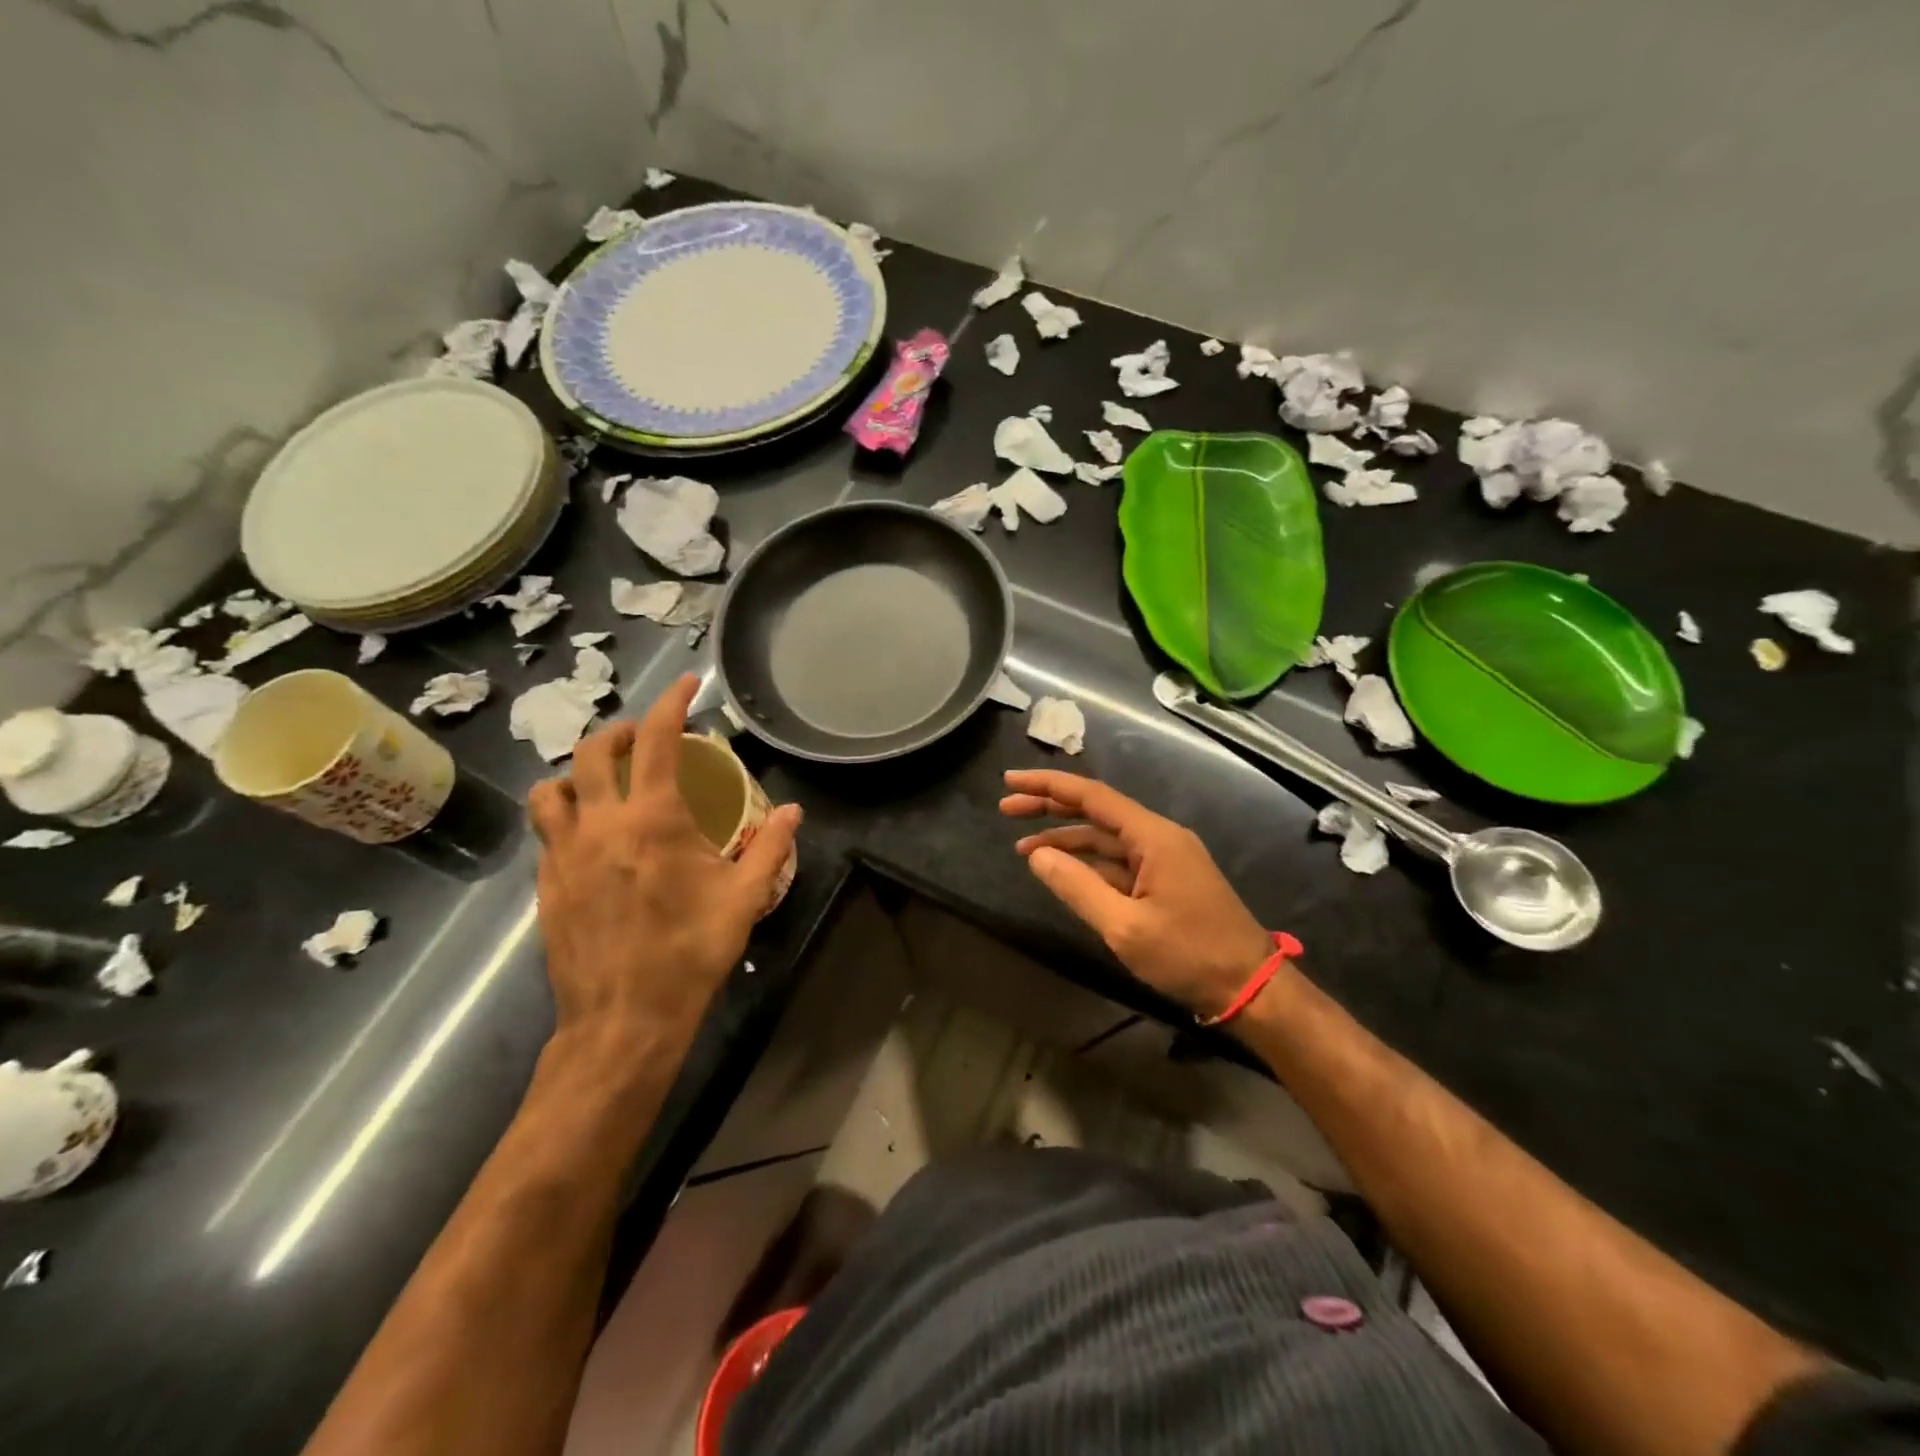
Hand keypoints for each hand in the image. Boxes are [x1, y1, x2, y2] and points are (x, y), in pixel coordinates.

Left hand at [529, 676, 800, 1060]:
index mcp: (652, 820)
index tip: (687, 685)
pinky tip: (592, 841)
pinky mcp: (547, 886)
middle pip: (592, 752)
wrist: (624, 1019)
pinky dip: (567, 818)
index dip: (672, 702)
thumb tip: (794, 811)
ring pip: (551, 791)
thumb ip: (770, 846)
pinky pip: (546, 834)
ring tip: (604, 785)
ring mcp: (564, 856)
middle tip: (646, 739)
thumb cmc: (690, 952)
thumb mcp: (744, 898)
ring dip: (578, 775)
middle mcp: (600, 825)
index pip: (657, 740)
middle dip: (620, 732)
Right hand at [1001, 769, 1272, 1018]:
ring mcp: (1164, 859)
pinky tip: (1062, 871)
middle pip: (1096, 811)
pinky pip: (1118, 862)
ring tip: (1022, 847)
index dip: (1048, 786)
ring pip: (1105, 838)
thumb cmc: (1190, 955)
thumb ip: (1077, 887)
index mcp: (1153, 836)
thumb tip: (1036, 855)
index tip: (1010, 781)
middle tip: (1006, 807)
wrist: (1250, 988)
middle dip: (1050, 807)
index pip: (1092, 796)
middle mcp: (1158, 837)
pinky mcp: (1165, 881)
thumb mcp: (1125, 927)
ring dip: (1065, 840)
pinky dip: (1087, 863)